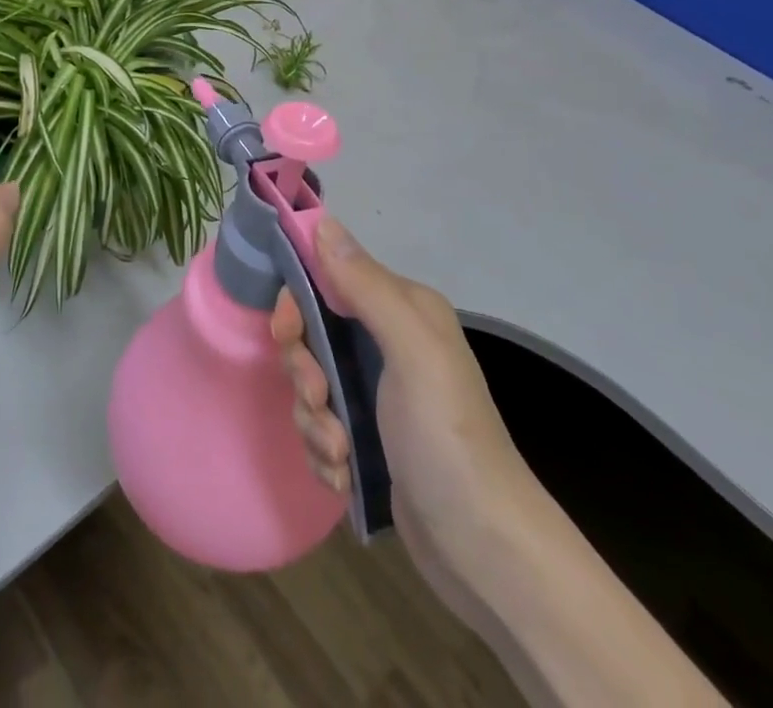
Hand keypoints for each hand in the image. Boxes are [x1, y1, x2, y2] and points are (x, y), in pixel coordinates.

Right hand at [271, 215, 530, 607]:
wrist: (484, 551)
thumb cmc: (447, 437)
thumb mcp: (412, 352)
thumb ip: (366, 286)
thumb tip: (323, 222)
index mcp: (401, 310)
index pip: (327, 278)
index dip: (298, 302)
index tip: (288, 332)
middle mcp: (388, 343)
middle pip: (312, 335)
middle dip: (305, 371)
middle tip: (319, 399)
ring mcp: (377, 394)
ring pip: (311, 385)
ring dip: (314, 420)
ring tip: (340, 454)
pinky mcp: (368, 440)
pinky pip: (321, 427)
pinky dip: (324, 452)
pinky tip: (345, 476)